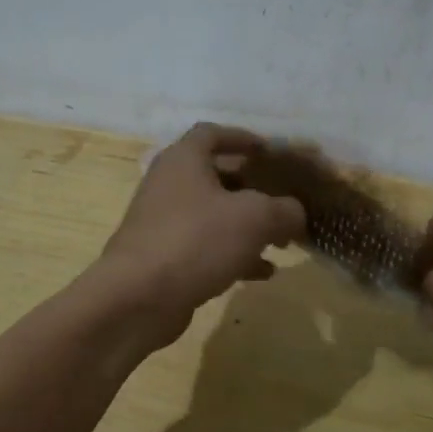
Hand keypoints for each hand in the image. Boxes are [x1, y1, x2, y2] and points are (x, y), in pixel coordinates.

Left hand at [94, 124, 306, 342]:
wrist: (138, 297)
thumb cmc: (197, 240)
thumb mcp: (256, 218)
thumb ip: (285, 210)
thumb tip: (295, 213)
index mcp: (184, 160)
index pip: (213, 134)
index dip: (244, 139)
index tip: (271, 153)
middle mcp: (169, 185)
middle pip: (216, 176)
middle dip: (253, 189)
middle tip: (283, 201)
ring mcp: (163, 223)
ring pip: (213, 215)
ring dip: (247, 226)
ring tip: (281, 241)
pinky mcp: (163, 258)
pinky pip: (205, 247)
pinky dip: (233, 255)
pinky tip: (262, 273)